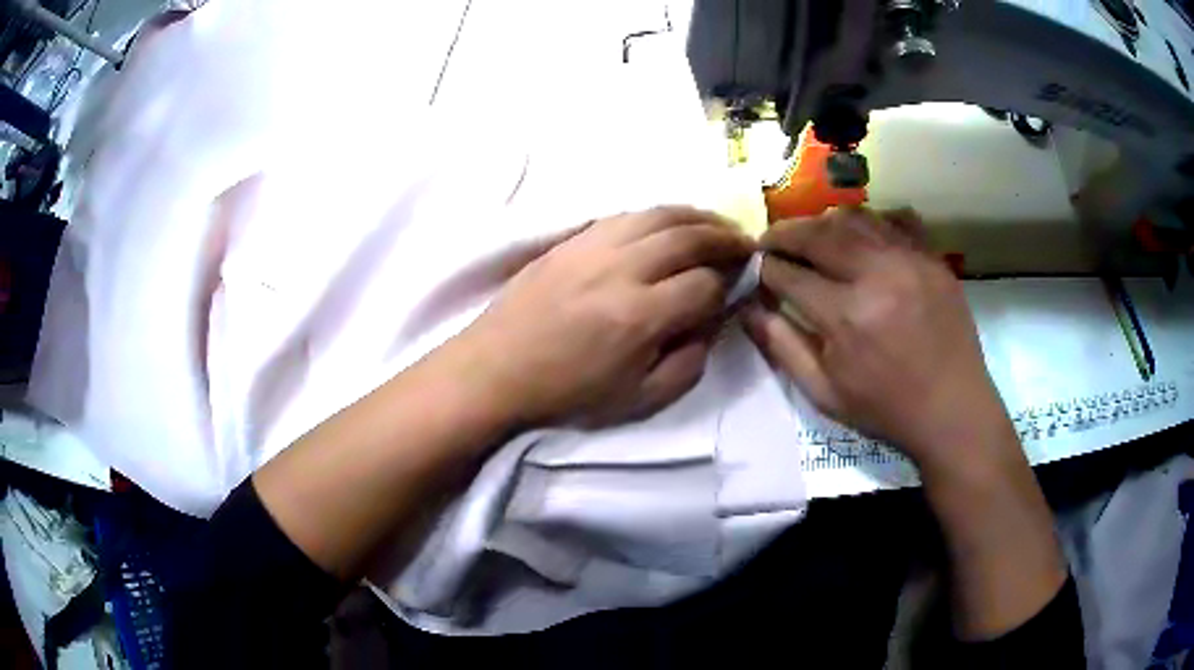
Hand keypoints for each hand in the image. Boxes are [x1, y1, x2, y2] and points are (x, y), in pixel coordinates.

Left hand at [456, 206, 754, 426]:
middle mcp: (621, 268)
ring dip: (697, 216)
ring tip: (717, 225)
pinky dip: (657, 213)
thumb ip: (688, 362)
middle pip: (689, 236)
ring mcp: (593, 246)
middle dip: (725, 237)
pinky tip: (668, 223)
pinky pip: (625, 214)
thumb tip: (710, 323)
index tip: (735, 288)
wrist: (495, 370)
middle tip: (746, 243)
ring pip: (659, 214)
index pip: (705, 284)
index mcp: (640, 315)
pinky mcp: (571, 239)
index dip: (728, 285)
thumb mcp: (638, 401)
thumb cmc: (567, 393)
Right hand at [742, 208, 1016, 475]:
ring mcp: (910, 261)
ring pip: (855, 218)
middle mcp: (876, 276)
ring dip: (824, 222)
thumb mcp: (824, 394)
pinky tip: (862, 235)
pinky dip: (872, 220)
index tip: (756, 269)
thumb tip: (747, 309)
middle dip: (785, 233)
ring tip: (813, 236)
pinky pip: (897, 220)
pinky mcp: (933, 258)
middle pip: (817, 233)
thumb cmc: (885, 409)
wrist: (953, 410)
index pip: (788, 272)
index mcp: (845, 316)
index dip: (764, 267)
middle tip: (771, 240)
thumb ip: (783, 347)